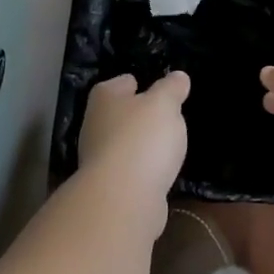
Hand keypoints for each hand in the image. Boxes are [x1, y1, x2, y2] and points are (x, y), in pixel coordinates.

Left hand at [77, 72, 189, 203]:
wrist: (123, 197)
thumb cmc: (142, 138)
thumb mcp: (164, 105)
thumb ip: (171, 88)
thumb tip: (178, 76)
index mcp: (104, 98)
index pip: (120, 83)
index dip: (136, 83)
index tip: (152, 88)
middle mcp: (94, 124)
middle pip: (118, 113)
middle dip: (136, 115)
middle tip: (163, 117)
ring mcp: (98, 157)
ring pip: (121, 143)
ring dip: (138, 144)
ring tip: (163, 144)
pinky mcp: (107, 185)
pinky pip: (128, 169)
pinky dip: (140, 168)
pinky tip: (157, 171)